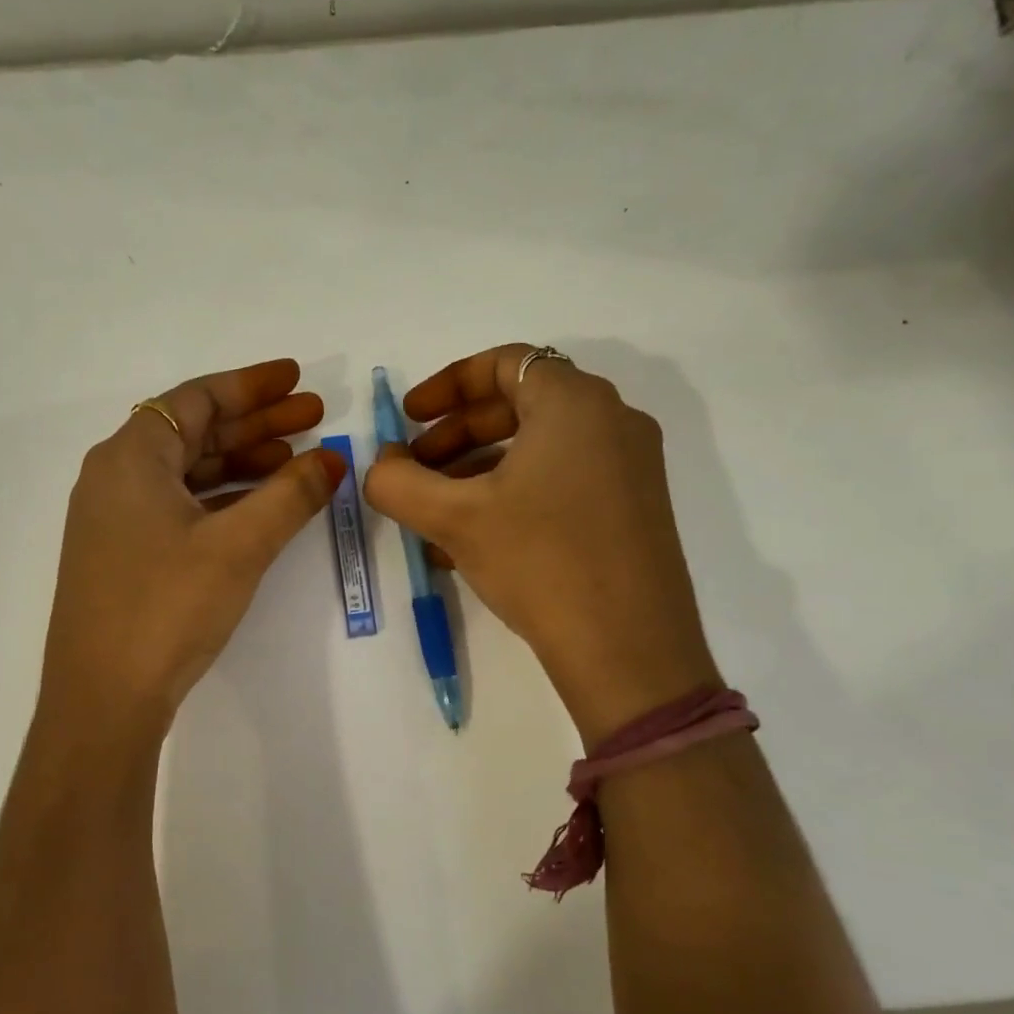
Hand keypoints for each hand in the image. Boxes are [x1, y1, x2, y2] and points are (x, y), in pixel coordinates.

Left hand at [40, 359, 344, 734]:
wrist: (102, 699)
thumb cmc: (166, 607)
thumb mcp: (238, 545)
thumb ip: (290, 495)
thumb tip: (334, 457)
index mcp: (131, 457)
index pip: (196, 398)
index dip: (251, 386)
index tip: (298, 380)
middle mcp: (115, 476)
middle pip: (193, 432)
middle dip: (256, 424)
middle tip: (315, 418)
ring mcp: (115, 518)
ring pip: (188, 472)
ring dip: (242, 463)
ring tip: (298, 461)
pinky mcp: (123, 554)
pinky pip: (179, 506)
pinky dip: (221, 499)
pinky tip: (260, 507)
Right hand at [363, 343, 717, 743]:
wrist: (629, 650)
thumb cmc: (540, 561)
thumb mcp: (454, 517)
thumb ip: (397, 482)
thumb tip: (380, 465)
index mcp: (575, 403)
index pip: (503, 363)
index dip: (445, 385)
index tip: (408, 418)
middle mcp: (612, 421)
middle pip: (518, 404)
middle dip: (455, 434)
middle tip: (414, 468)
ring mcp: (630, 467)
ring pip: (537, 448)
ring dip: (476, 470)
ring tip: (435, 514)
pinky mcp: (633, 509)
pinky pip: (560, 480)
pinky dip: (512, 494)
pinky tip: (473, 542)